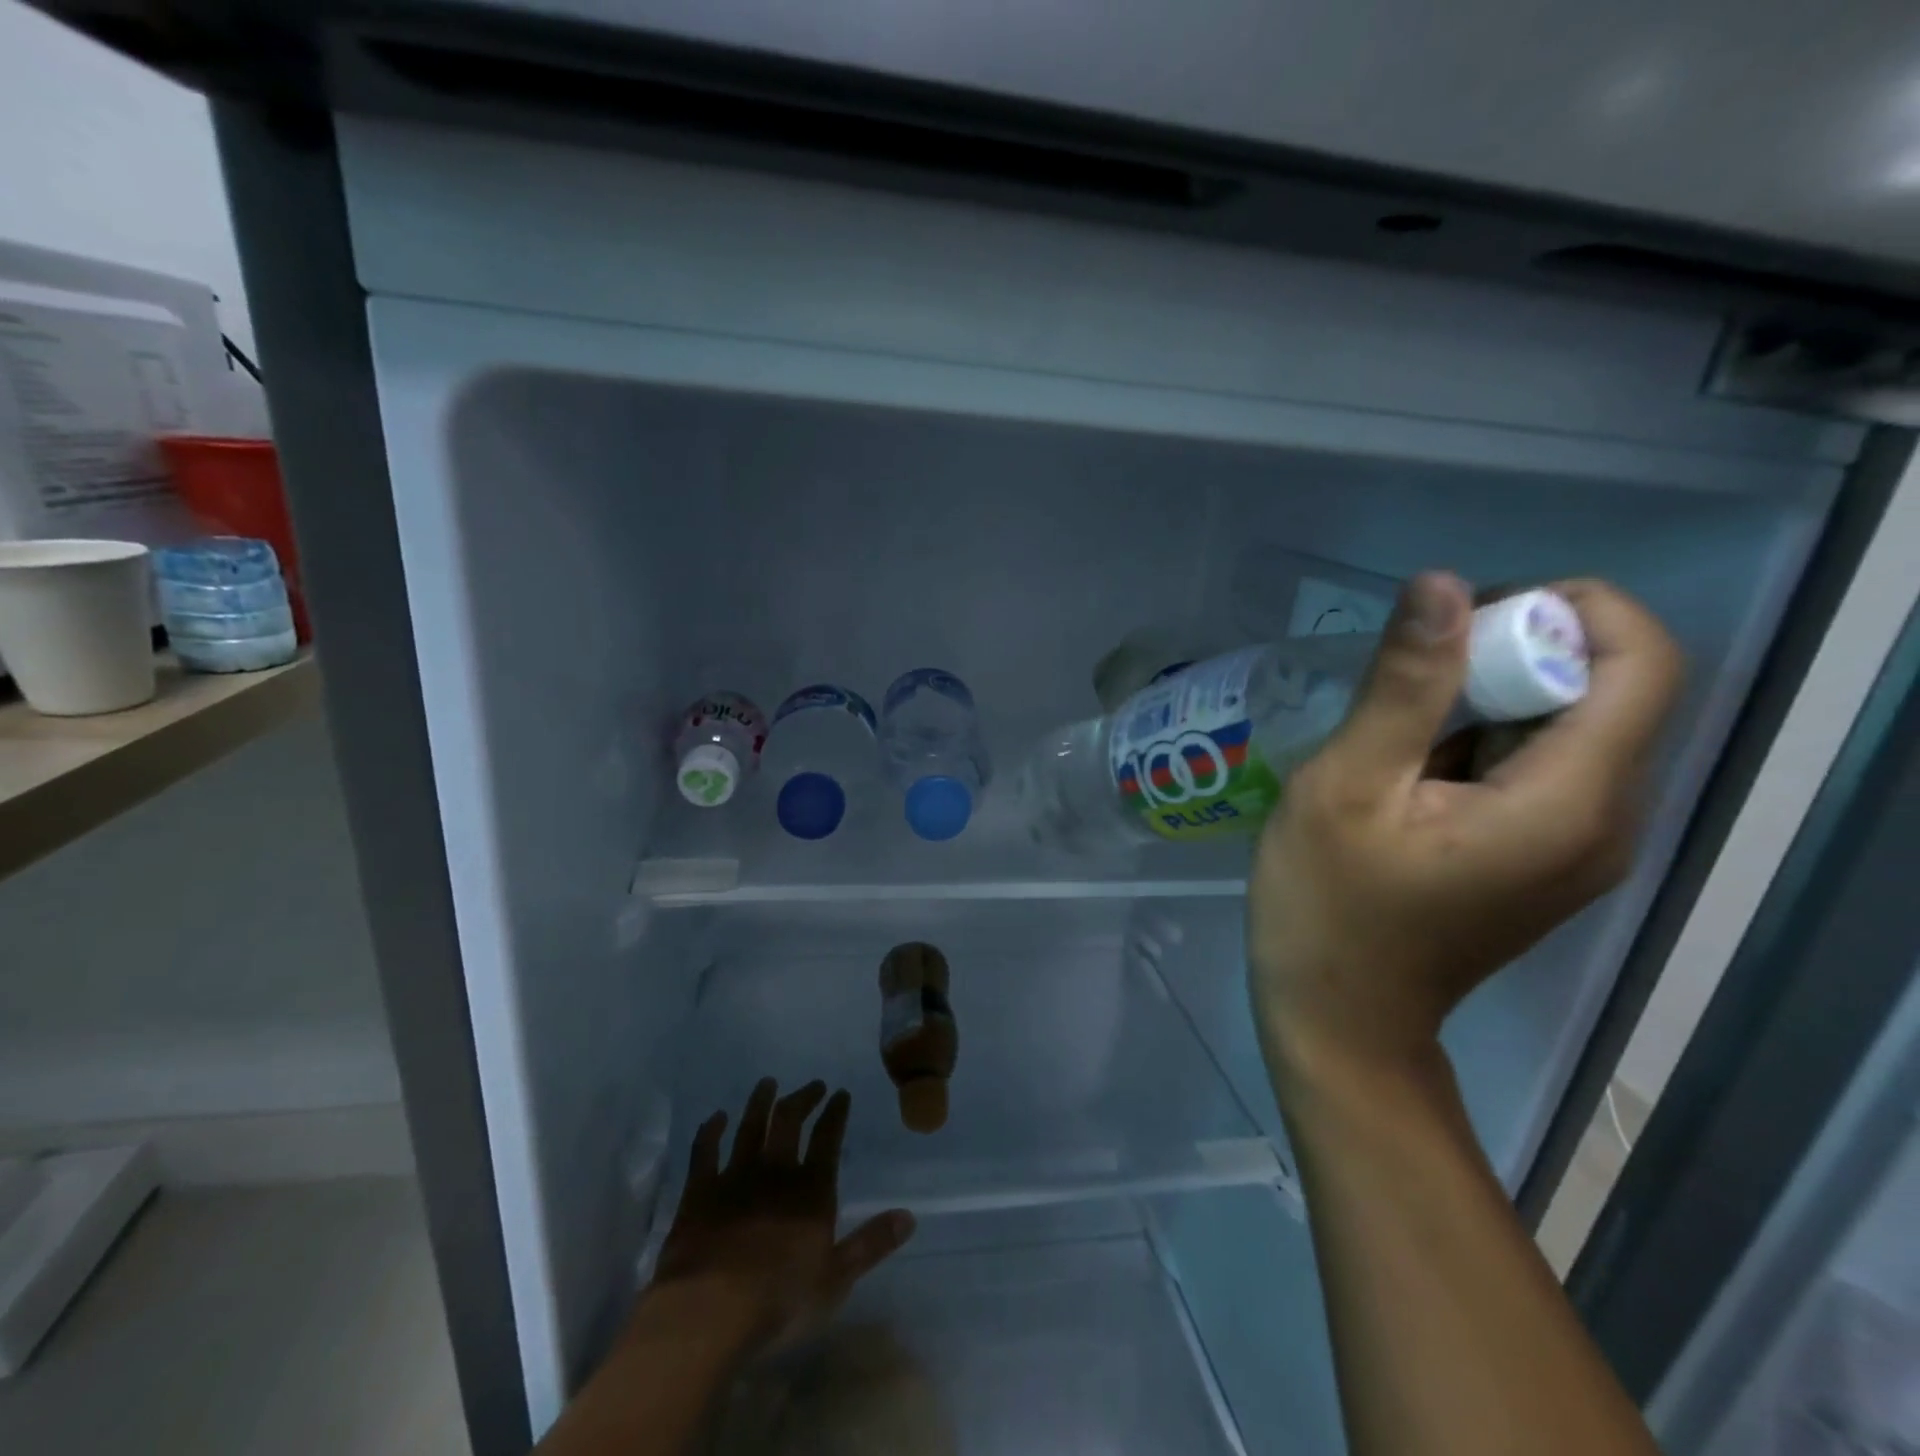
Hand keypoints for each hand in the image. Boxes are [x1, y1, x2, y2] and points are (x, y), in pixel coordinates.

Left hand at [646, 1079, 915, 1356]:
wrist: (708, 1313)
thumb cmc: (779, 1302)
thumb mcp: (836, 1280)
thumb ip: (871, 1244)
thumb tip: (909, 1216)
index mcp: (811, 1190)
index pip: (828, 1139)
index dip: (835, 1114)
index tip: (841, 1094)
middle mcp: (775, 1172)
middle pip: (790, 1121)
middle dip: (804, 1098)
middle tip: (813, 1085)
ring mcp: (735, 1177)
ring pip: (750, 1127)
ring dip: (761, 1102)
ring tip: (768, 1083)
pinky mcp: (699, 1192)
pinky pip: (705, 1151)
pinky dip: (711, 1131)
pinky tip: (715, 1118)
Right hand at [1249, 573, 1683, 1081]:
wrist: (1340, 1014)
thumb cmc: (1328, 904)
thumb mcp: (1346, 787)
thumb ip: (1401, 687)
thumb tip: (1441, 585)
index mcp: (1569, 802)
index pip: (1642, 661)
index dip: (1566, 610)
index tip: (1461, 621)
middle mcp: (1608, 820)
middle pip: (1608, 689)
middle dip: (1513, 653)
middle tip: (1405, 675)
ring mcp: (1583, 844)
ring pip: (1570, 726)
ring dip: (1490, 697)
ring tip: (1393, 726)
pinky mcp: (1549, 856)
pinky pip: (1542, 766)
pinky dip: (1485, 739)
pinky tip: (1408, 769)